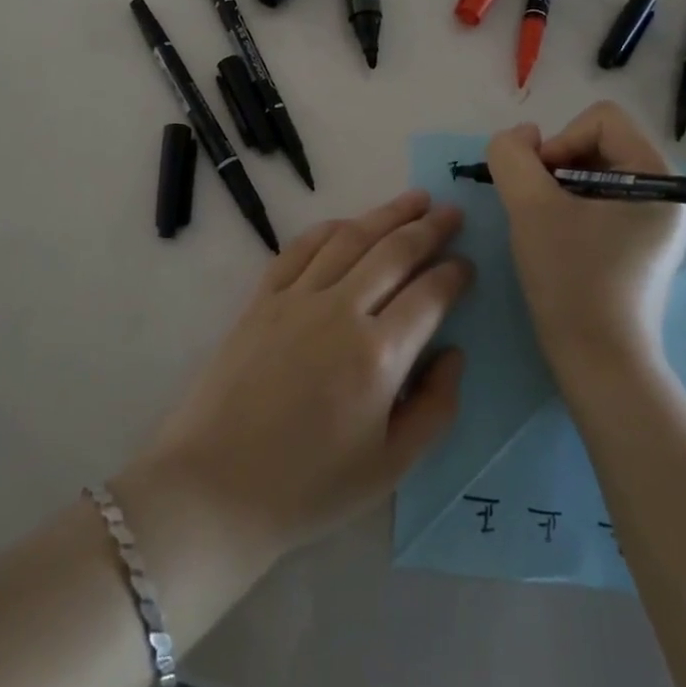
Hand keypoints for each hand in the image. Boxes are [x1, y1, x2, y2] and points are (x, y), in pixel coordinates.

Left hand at [131, 191, 471, 567]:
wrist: (217, 486)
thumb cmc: (310, 487)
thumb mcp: (390, 467)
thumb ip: (434, 408)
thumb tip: (453, 354)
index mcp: (378, 355)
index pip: (428, 295)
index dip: (453, 274)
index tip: (467, 264)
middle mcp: (340, 311)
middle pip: (393, 253)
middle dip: (429, 228)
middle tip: (452, 212)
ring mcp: (297, 298)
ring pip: (350, 239)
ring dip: (386, 214)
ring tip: (414, 199)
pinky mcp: (262, 298)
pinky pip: (300, 248)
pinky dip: (329, 229)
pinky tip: (347, 223)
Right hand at [487, 102, 685, 365]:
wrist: (598, 364)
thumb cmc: (571, 280)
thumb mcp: (530, 206)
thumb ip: (512, 155)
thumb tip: (521, 138)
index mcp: (659, 179)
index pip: (601, 120)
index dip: (561, 141)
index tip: (542, 187)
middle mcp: (666, 194)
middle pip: (598, 142)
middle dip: (557, 166)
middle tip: (538, 207)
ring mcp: (655, 222)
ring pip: (594, 172)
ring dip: (558, 188)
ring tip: (545, 225)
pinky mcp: (639, 244)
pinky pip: (599, 201)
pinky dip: (569, 208)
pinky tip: (557, 241)